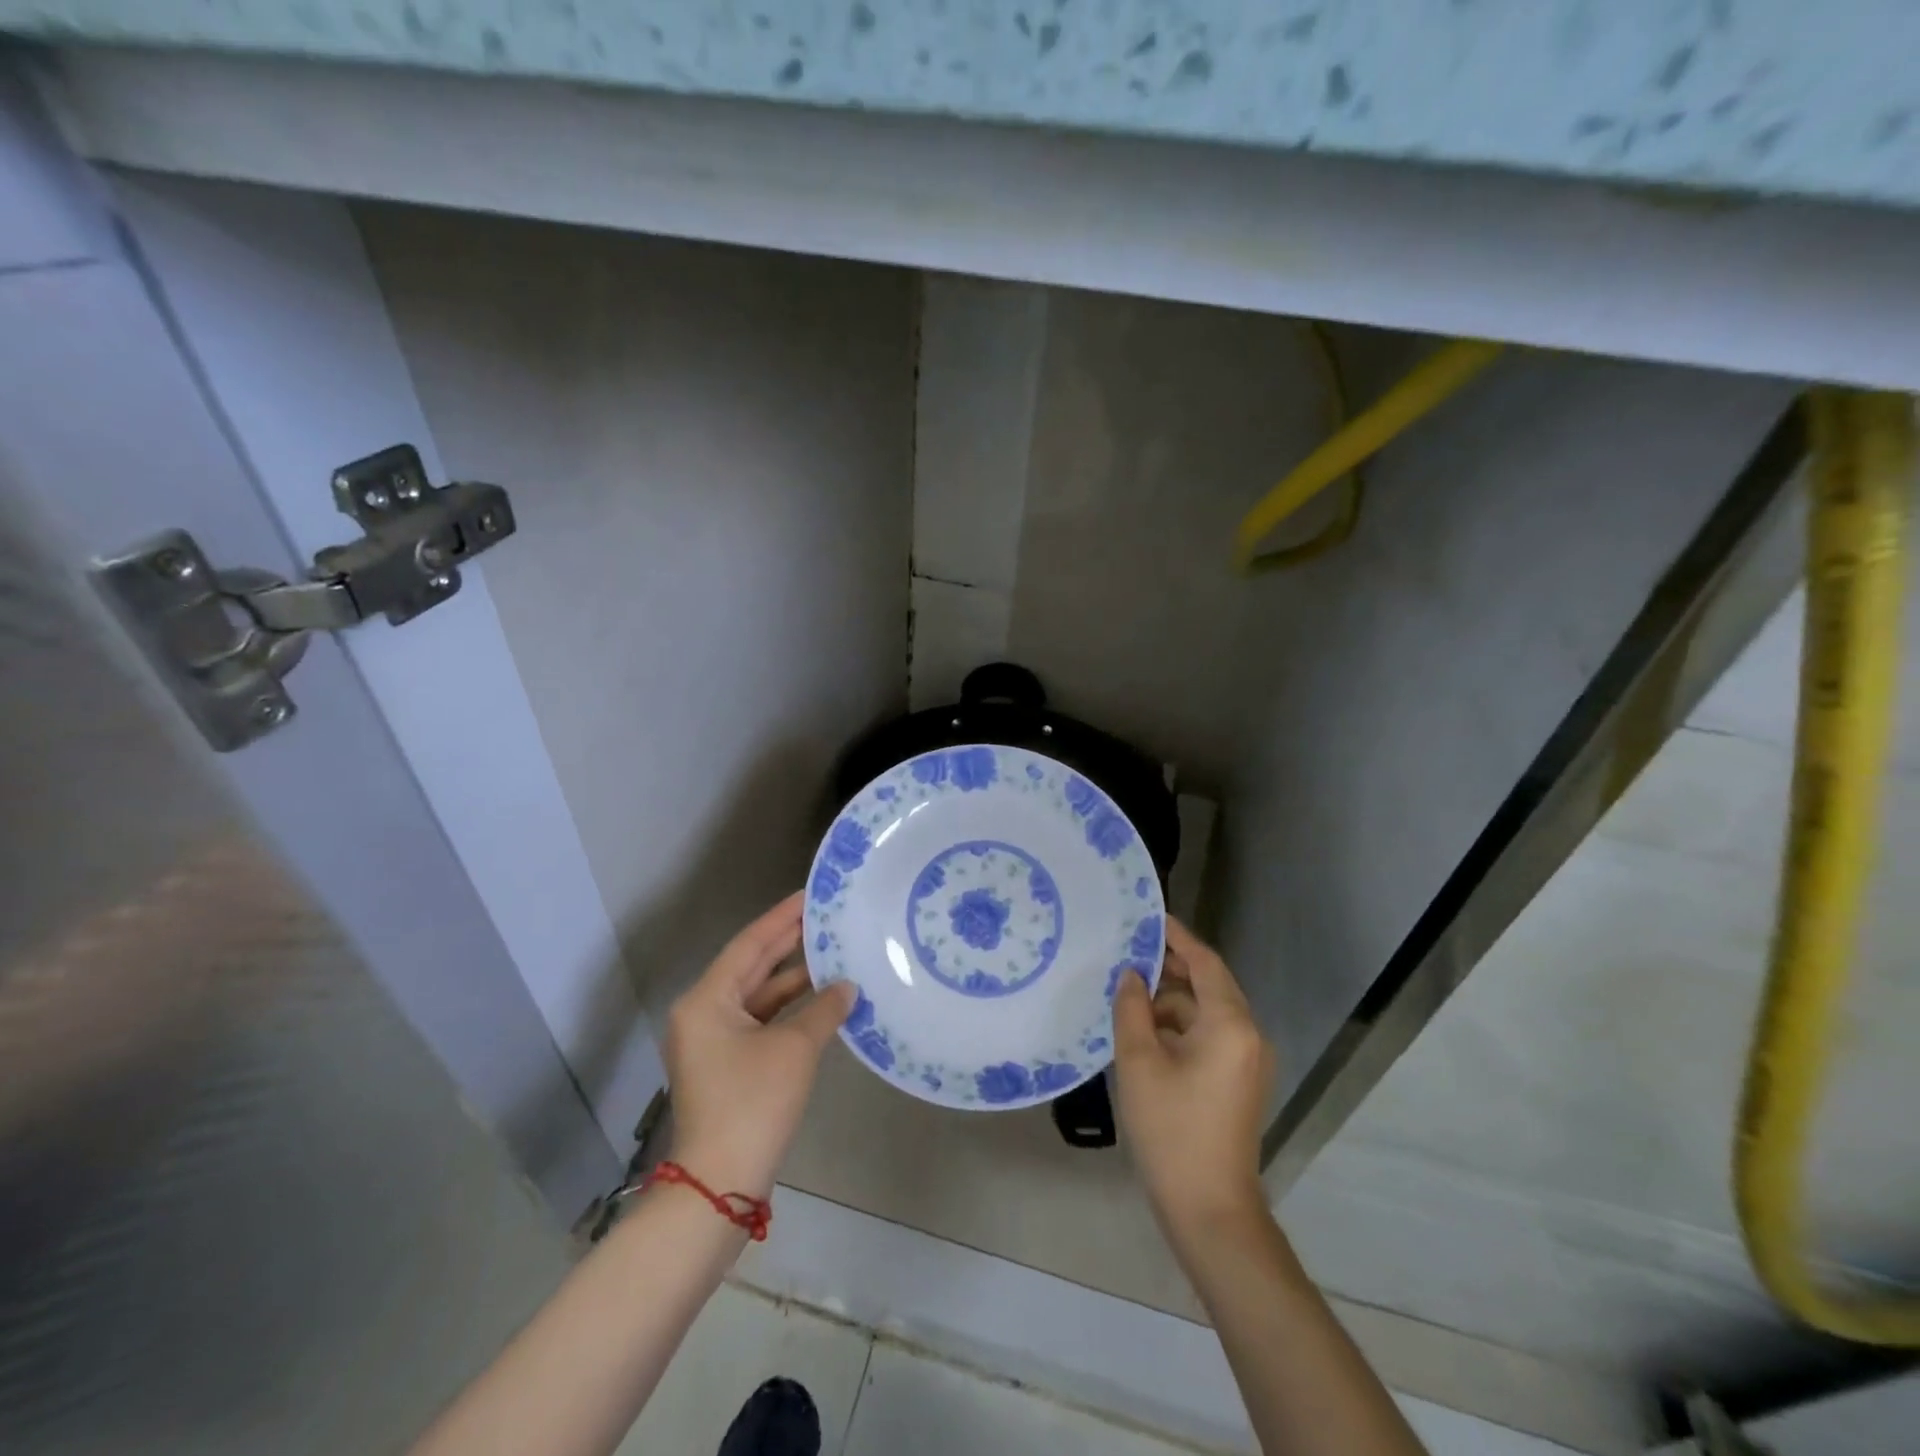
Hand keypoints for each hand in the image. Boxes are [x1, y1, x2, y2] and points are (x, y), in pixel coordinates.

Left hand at [662, 892, 854, 1199]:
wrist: (720, 1184)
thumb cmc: (752, 1103)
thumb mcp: (794, 1048)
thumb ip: (823, 1009)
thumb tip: (847, 987)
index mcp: (707, 1000)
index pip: (749, 944)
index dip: (781, 918)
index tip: (810, 896)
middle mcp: (703, 1013)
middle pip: (751, 967)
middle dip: (788, 943)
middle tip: (825, 918)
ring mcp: (713, 1041)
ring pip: (758, 996)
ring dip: (793, 980)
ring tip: (833, 953)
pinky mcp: (727, 1064)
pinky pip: (760, 1021)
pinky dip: (788, 1010)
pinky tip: (822, 1000)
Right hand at [1112, 917, 1276, 1238]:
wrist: (1210, 1210)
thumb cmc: (1171, 1129)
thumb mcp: (1139, 1062)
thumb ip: (1132, 1009)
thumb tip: (1131, 976)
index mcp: (1230, 1024)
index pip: (1205, 963)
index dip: (1177, 937)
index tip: (1148, 918)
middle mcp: (1248, 1035)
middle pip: (1209, 985)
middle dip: (1170, 967)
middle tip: (1128, 953)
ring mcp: (1247, 1060)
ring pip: (1207, 1012)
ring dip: (1171, 1000)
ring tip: (1128, 994)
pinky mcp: (1238, 1081)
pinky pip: (1210, 1036)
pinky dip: (1180, 1026)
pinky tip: (1145, 1031)